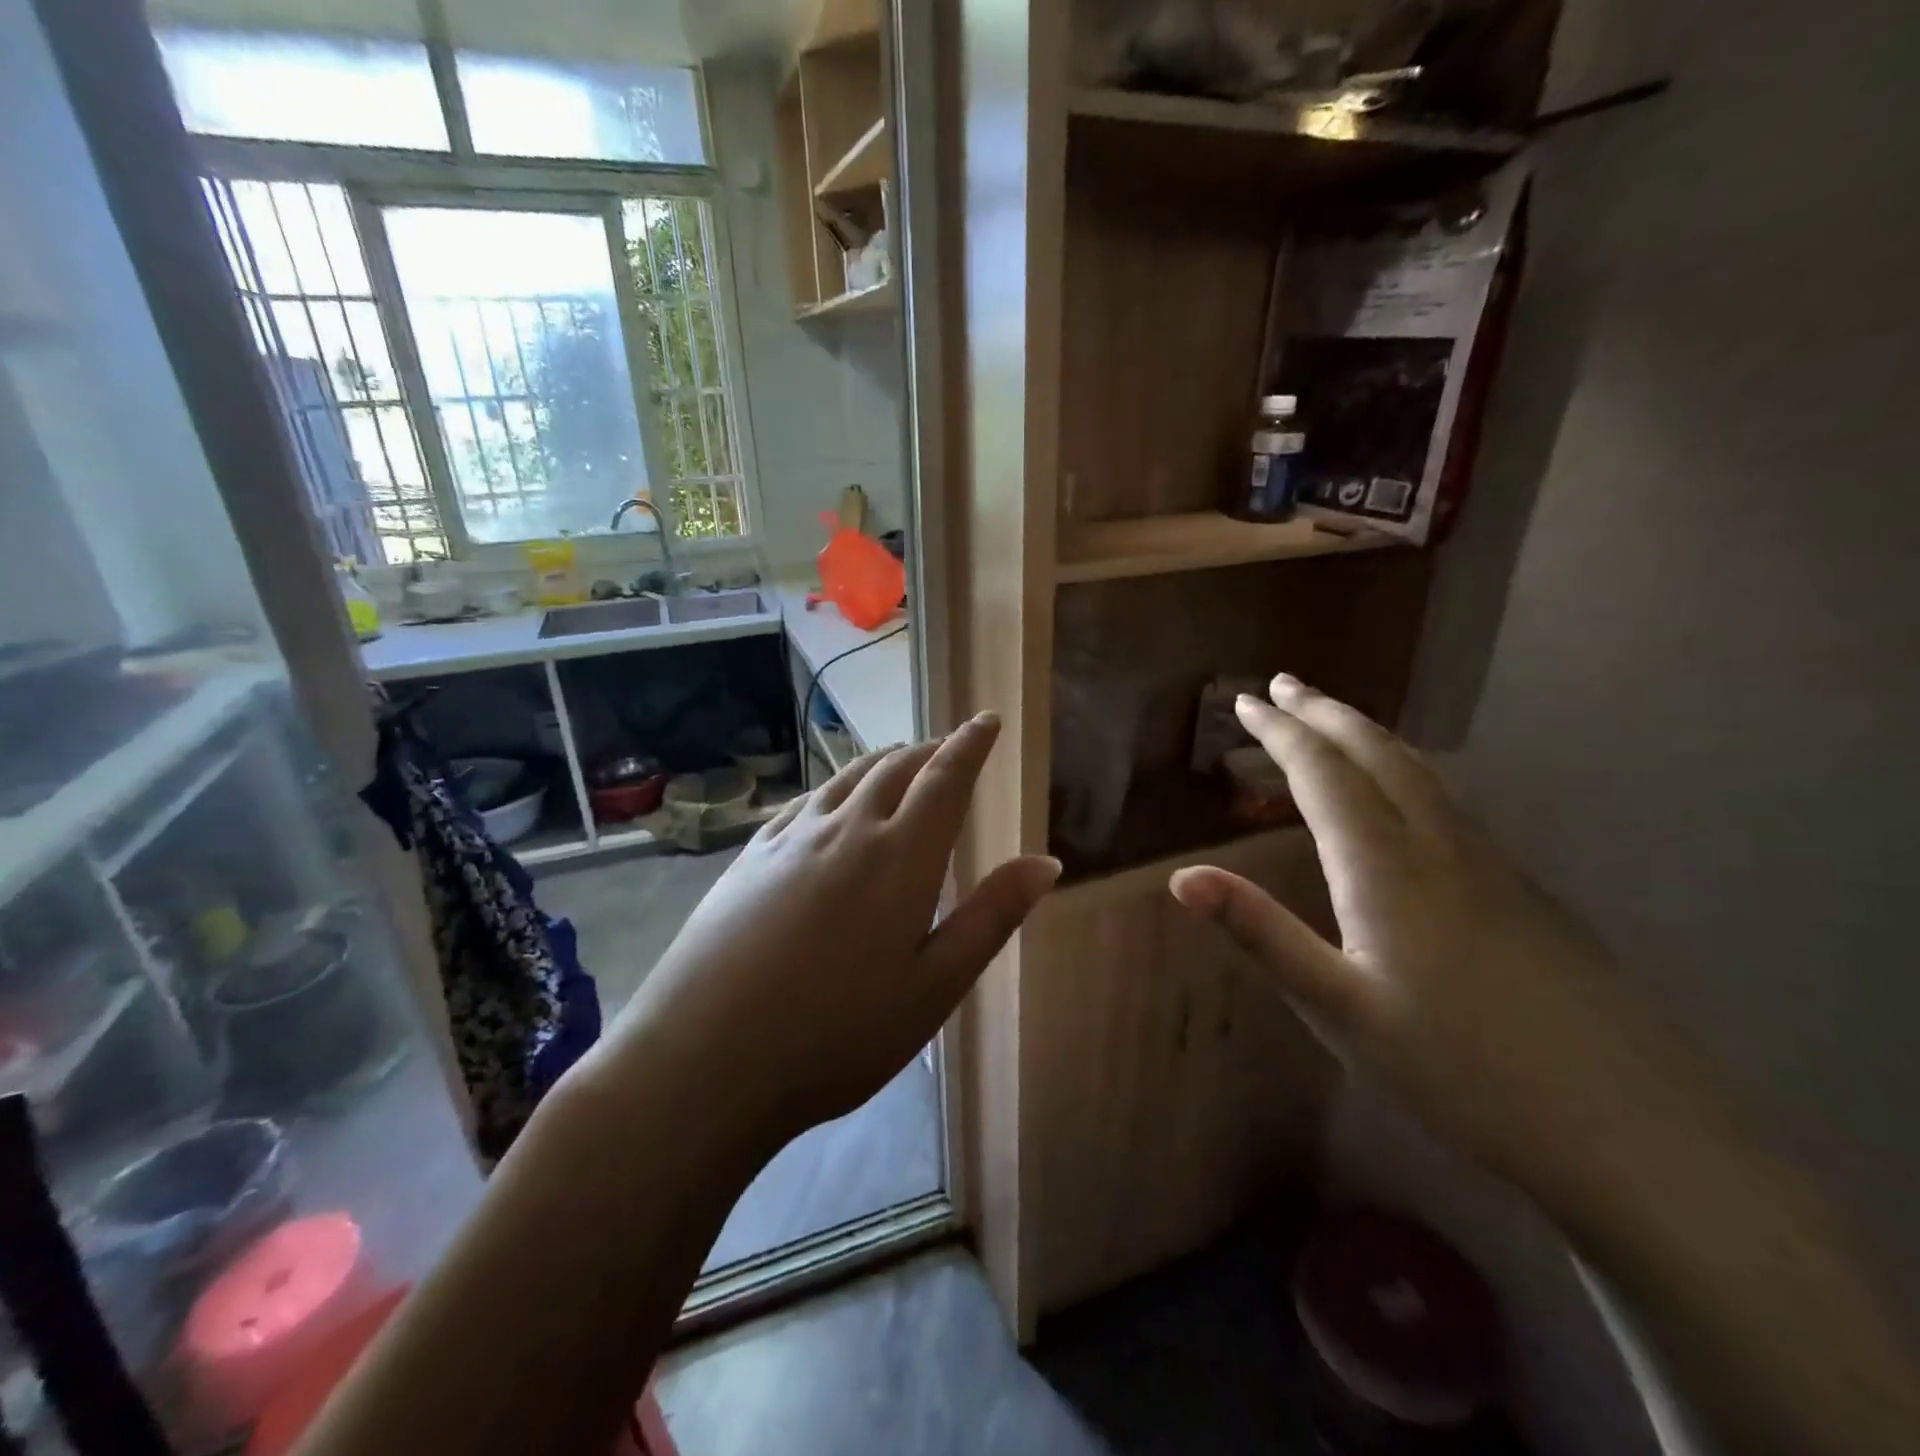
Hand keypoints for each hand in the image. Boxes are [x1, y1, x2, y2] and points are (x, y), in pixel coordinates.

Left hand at [606, 713, 1059, 1147]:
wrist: (702, 1060)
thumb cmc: (836, 1035)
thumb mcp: (933, 987)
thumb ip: (991, 917)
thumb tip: (1047, 862)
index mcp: (900, 856)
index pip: (945, 778)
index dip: (970, 744)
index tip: (987, 720)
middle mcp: (847, 829)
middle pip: (896, 768)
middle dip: (930, 750)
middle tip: (951, 746)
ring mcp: (791, 838)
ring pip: (848, 777)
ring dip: (883, 760)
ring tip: (902, 759)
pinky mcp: (751, 856)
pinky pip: (806, 800)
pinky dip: (836, 785)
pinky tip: (832, 799)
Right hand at [1170, 675, 1718, 1211]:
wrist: (1633, 1134)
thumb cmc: (1460, 1073)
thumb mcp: (1338, 1011)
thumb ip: (1260, 934)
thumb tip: (1181, 878)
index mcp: (1386, 868)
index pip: (1323, 774)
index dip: (1280, 732)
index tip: (1246, 701)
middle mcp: (1439, 846)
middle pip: (1377, 754)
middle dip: (1325, 713)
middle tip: (1284, 685)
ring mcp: (1492, 866)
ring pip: (1420, 772)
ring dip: (1367, 734)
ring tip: (1334, 719)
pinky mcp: (1524, 892)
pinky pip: (1448, 802)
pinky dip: (1406, 769)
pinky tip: (1406, 793)